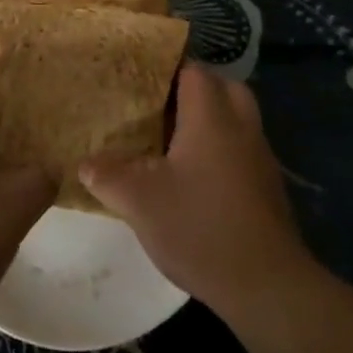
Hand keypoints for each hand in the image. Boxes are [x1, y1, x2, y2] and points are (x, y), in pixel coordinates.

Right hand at [79, 63, 315, 315]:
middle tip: (160, 105)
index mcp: (211, 118)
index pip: (194, 71)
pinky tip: (194, 176)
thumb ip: (108, 176)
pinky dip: (221, 148)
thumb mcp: (139, 202)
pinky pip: (242, 148)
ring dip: (210, 120)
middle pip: (224, 87)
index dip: (168, 67)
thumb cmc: (199, 227)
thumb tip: (85, 163)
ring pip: (237, 118)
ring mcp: (260, 157)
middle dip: (194, 90)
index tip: (140, 76)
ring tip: (171, 139)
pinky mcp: (267, 186)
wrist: (266, 284)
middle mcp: (241, 127)